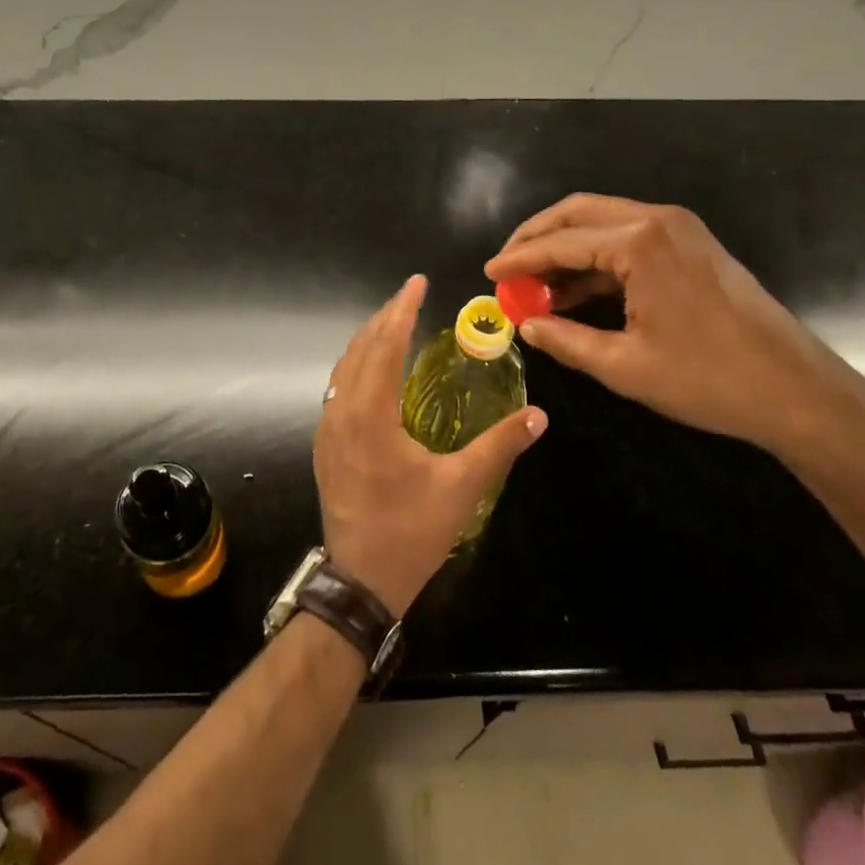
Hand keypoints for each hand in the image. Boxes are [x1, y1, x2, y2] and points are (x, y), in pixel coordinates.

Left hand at [314, 275, 546, 616]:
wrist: (360, 581)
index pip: (385, 345)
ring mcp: (327, 430)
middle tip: (410, 296)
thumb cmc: (411, 531)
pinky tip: (375, 372)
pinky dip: (357, 366)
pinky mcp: (325, 447)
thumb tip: (539, 415)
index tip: (417, 283)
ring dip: (368, 341)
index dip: (402, 310)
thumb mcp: (462, 487)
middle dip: (384, 318)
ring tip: (394, 323)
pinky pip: (337, 389)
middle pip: (360, 349)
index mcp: (370, 414)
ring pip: (343, 369)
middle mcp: (341, 413)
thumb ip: (500, 446)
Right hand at [485, 194, 864, 456]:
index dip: (519, 259)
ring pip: (602, 222)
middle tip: (506, 268)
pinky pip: (627, 239)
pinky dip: (595, 259)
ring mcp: (678, 229)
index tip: (488, 274)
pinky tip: (573, 289)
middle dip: (536, 238)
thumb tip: (525, 326)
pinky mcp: (690, 245)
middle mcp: (657, 220)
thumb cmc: (708, 379)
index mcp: (640, 242)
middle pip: (578, 213)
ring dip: (565, 248)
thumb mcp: (625, 366)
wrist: (796, 390)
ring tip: (532, 285)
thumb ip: (566, 340)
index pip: (561, 241)